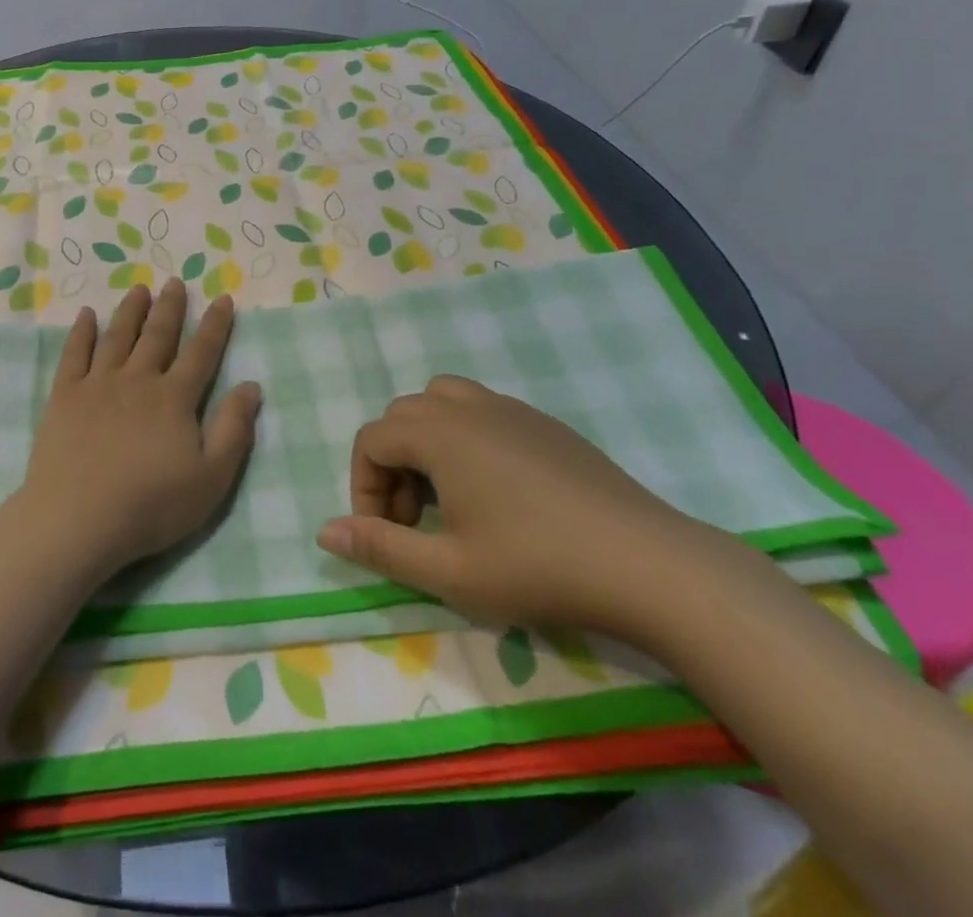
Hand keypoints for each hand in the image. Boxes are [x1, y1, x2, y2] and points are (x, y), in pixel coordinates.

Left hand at [17, 279, 260, 577]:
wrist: (79, 519)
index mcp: (175, 398)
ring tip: (139, 289)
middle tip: (175, 282)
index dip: (215, 325)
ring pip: (118, 337)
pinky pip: (74, 354)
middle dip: (170, 307)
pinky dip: (81, 332)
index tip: (222, 299)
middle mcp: (138, 380)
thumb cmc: (151, 505)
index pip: (201, 353)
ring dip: (130, 311)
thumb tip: (251, 385)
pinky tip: (86, 315)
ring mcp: (98, 384)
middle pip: (158, 335)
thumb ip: (234, 430)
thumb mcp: (211, 478)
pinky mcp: (64, 396)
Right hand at [315, 375, 730, 639]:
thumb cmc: (538, 567)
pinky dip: (465, 439)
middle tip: (413, 520)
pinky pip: (483, 412)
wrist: (649, 564)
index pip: (371, 439)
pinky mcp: (545, 424)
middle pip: (403, 416)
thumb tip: (323, 531)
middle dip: (392, 464)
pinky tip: (496, 493)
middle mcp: (468, 406)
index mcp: (439, 433)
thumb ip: (380, 548)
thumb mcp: (449, 571)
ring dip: (427, 442)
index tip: (383, 534)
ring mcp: (511, 409)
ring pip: (443, 402)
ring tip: (447, 496)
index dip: (363, 486)